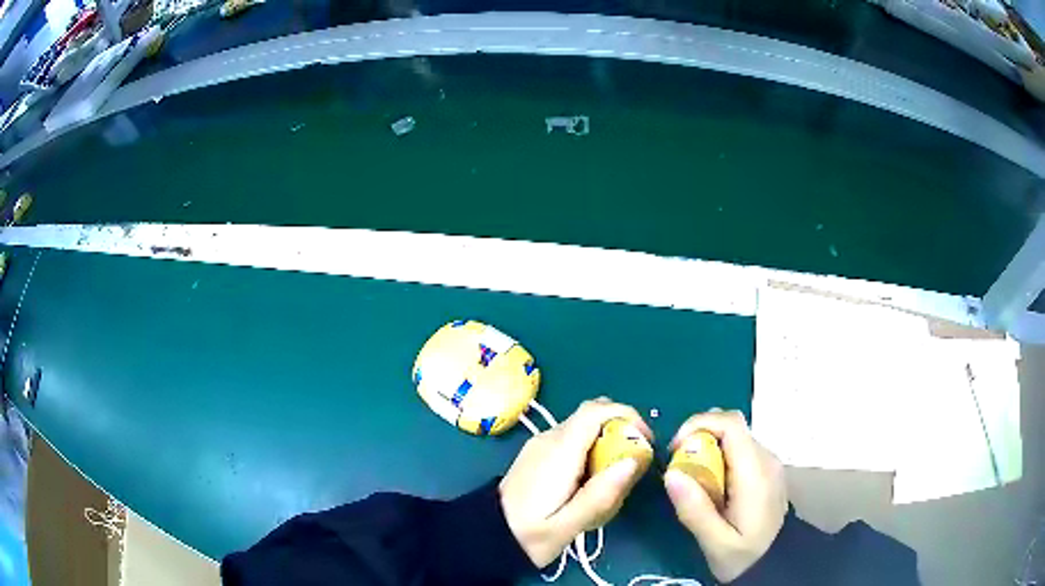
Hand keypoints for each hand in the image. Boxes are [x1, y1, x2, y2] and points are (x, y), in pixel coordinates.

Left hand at [499, 398, 651, 567]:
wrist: (486, 536)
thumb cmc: (529, 535)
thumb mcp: (567, 525)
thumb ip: (600, 495)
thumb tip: (632, 461)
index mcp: (558, 451)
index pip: (596, 410)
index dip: (628, 416)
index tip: (646, 442)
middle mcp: (549, 439)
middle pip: (592, 415)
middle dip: (621, 430)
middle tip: (634, 464)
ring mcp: (541, 444)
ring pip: (584, 427)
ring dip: (607, 441)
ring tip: (615, 479)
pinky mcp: (538, 454)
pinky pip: (573, 439)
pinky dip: (592, 449)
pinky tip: (591, 482)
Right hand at [664, 410, 786, 582]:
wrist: (774, 564)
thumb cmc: (744, 556)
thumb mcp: (716, 543)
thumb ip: (695, 510)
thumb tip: (671, 474)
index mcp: (756, 473)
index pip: (731, 423)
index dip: (699, 425)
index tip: (674, 451)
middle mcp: (766, 459)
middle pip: (731, 427)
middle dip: (698, 438)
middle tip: (679, 469)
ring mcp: (769, 463)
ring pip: (734, 437)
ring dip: (707, 449)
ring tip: (691, 481)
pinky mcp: (766, 470)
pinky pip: (739, 450)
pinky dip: (718, 458)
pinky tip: (710, 486)